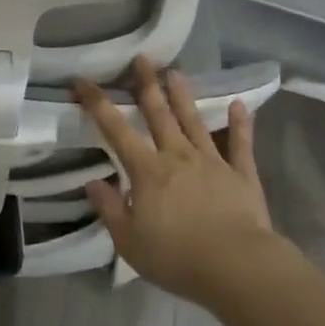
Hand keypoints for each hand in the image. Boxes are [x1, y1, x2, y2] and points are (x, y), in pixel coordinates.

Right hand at [76, 58, 273, 305]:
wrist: (237, 267)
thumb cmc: (177, 257)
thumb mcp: (129, 242)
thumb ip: (110, 209)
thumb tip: (93, 182)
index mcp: (147, 171)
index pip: (116, 129)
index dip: (97, 103)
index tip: (82, 81)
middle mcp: (178, 156)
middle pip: (159, 114)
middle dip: (147, 84)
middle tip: (142, 58)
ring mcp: (212, 162)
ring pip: (194, 121)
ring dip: (183, 96)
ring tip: (175, 73)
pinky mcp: (242, 175)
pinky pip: (241, 145)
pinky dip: (241, 124)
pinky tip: (241, 105)